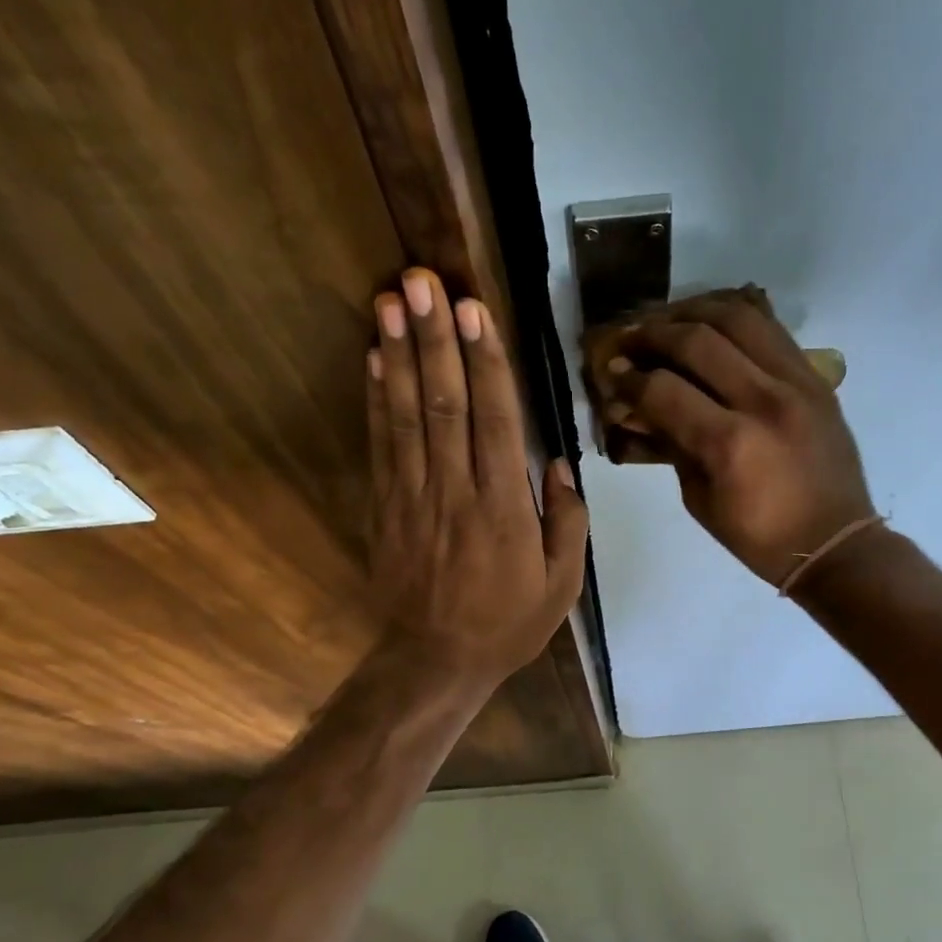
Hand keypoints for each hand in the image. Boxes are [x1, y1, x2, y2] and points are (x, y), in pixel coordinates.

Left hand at [367, 269, 588, 686]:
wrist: (435, 660)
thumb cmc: (507, 624)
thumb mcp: (561, 585)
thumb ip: (567, 522)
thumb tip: (560, 464)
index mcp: (504, 509)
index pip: (495, 422)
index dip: (485, 362)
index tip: (475, 310)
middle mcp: (456, 492)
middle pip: (445, 404)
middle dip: (435, 339)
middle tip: (422, 280)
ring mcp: (413, 497)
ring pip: (407, 416)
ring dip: (399, 355)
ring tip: (390, 300)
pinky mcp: (385, 508)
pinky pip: (380, 446)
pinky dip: (376, 400)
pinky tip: (374, 360)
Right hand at [605, 289, 875, 586]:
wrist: (834, 542)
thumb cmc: (759, 537)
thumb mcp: (700, 500)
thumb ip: (670, 446)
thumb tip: (637, 407)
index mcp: (730, 443)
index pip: (664, 389)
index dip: (628, 377)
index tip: (611, 373)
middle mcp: (764, 401)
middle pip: (697, 339)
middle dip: (652, 334)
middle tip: (630, 340)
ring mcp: (796, 382)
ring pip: (738, 316)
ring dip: (693, 311)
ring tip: (668, 322)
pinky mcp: (815, 377)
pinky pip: (771, 327)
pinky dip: (735, 316)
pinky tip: (711, 322)